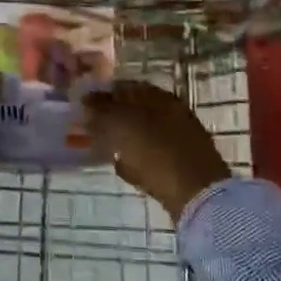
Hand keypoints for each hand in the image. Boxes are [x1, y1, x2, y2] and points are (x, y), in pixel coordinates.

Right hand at [84, 81, 230, 220]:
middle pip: (134, 110)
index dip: (102, 95)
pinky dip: (136, 159)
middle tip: (90, 129)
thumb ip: (101, 110)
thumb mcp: (121, 126)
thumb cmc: (156, 153)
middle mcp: (172, 112)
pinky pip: (151, 155)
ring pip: (142, 133)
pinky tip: (123, 168)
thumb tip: (86, 100)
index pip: (124, 87)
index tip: (83, 107)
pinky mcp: (182, 164)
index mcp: (158, 96)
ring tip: (104, 149)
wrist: (197, 194)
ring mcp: (180, 138)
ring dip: (123, 139)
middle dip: (112, 118)